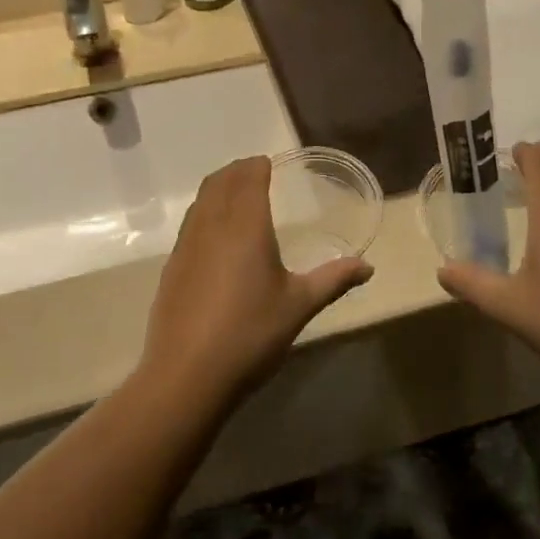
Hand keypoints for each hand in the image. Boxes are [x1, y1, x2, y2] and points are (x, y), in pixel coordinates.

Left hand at [142, 157, 372, 405]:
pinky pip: (190, 225)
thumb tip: (368, 267)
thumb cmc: (250, 334)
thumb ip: (334, 280)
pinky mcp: (171, 268)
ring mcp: (186, 246)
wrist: (187, 375)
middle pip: (219, 182)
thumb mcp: (299, 306)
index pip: (248, 178)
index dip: (257, 166)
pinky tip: (215, 238)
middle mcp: (212, 226)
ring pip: (200, 202)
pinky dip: (204, 214)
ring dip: (217, 189)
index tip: (268, 163)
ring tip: (235, 196)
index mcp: (245, 226)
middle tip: (255, 173)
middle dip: (237, 171)